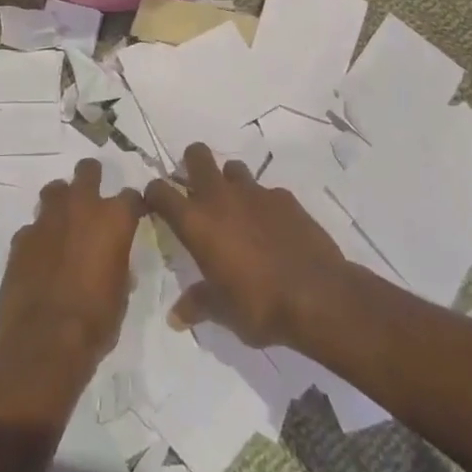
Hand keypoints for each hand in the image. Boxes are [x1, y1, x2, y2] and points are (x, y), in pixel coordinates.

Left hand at [0, 158, 142, 369]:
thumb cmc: (95, 320)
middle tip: (93, 197)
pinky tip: (40, 254)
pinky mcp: (21, 236)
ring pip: (55, 190)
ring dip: (61, 200)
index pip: (131, 196)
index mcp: (113, 219)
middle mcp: (81, 207)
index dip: (132, 206)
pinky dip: (39, 235)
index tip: (132, 214)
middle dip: (92, 177)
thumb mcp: (121, 294)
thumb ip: (118, 265)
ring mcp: (47, 219)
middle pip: (87, 171)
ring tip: (64, 220)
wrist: (44, 340)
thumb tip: (113, 261)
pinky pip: (33, 226)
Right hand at [143, 143, 352, 348]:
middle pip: (196, 155)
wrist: (318, 296)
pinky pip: (266, 191)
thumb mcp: (222, 311)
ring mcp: (254, 192)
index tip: (156, 205)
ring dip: (229, 182)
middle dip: (191, 164)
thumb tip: (176, 316)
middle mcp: (220, 197)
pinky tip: (272, 228)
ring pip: (233, 167)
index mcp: (196, 222)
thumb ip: (198, 304)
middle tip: (196, 191)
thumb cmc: (259, 305)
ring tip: (237, 210)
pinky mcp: (284, 197)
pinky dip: (264, 204)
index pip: (160, 191)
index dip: (154, 194)